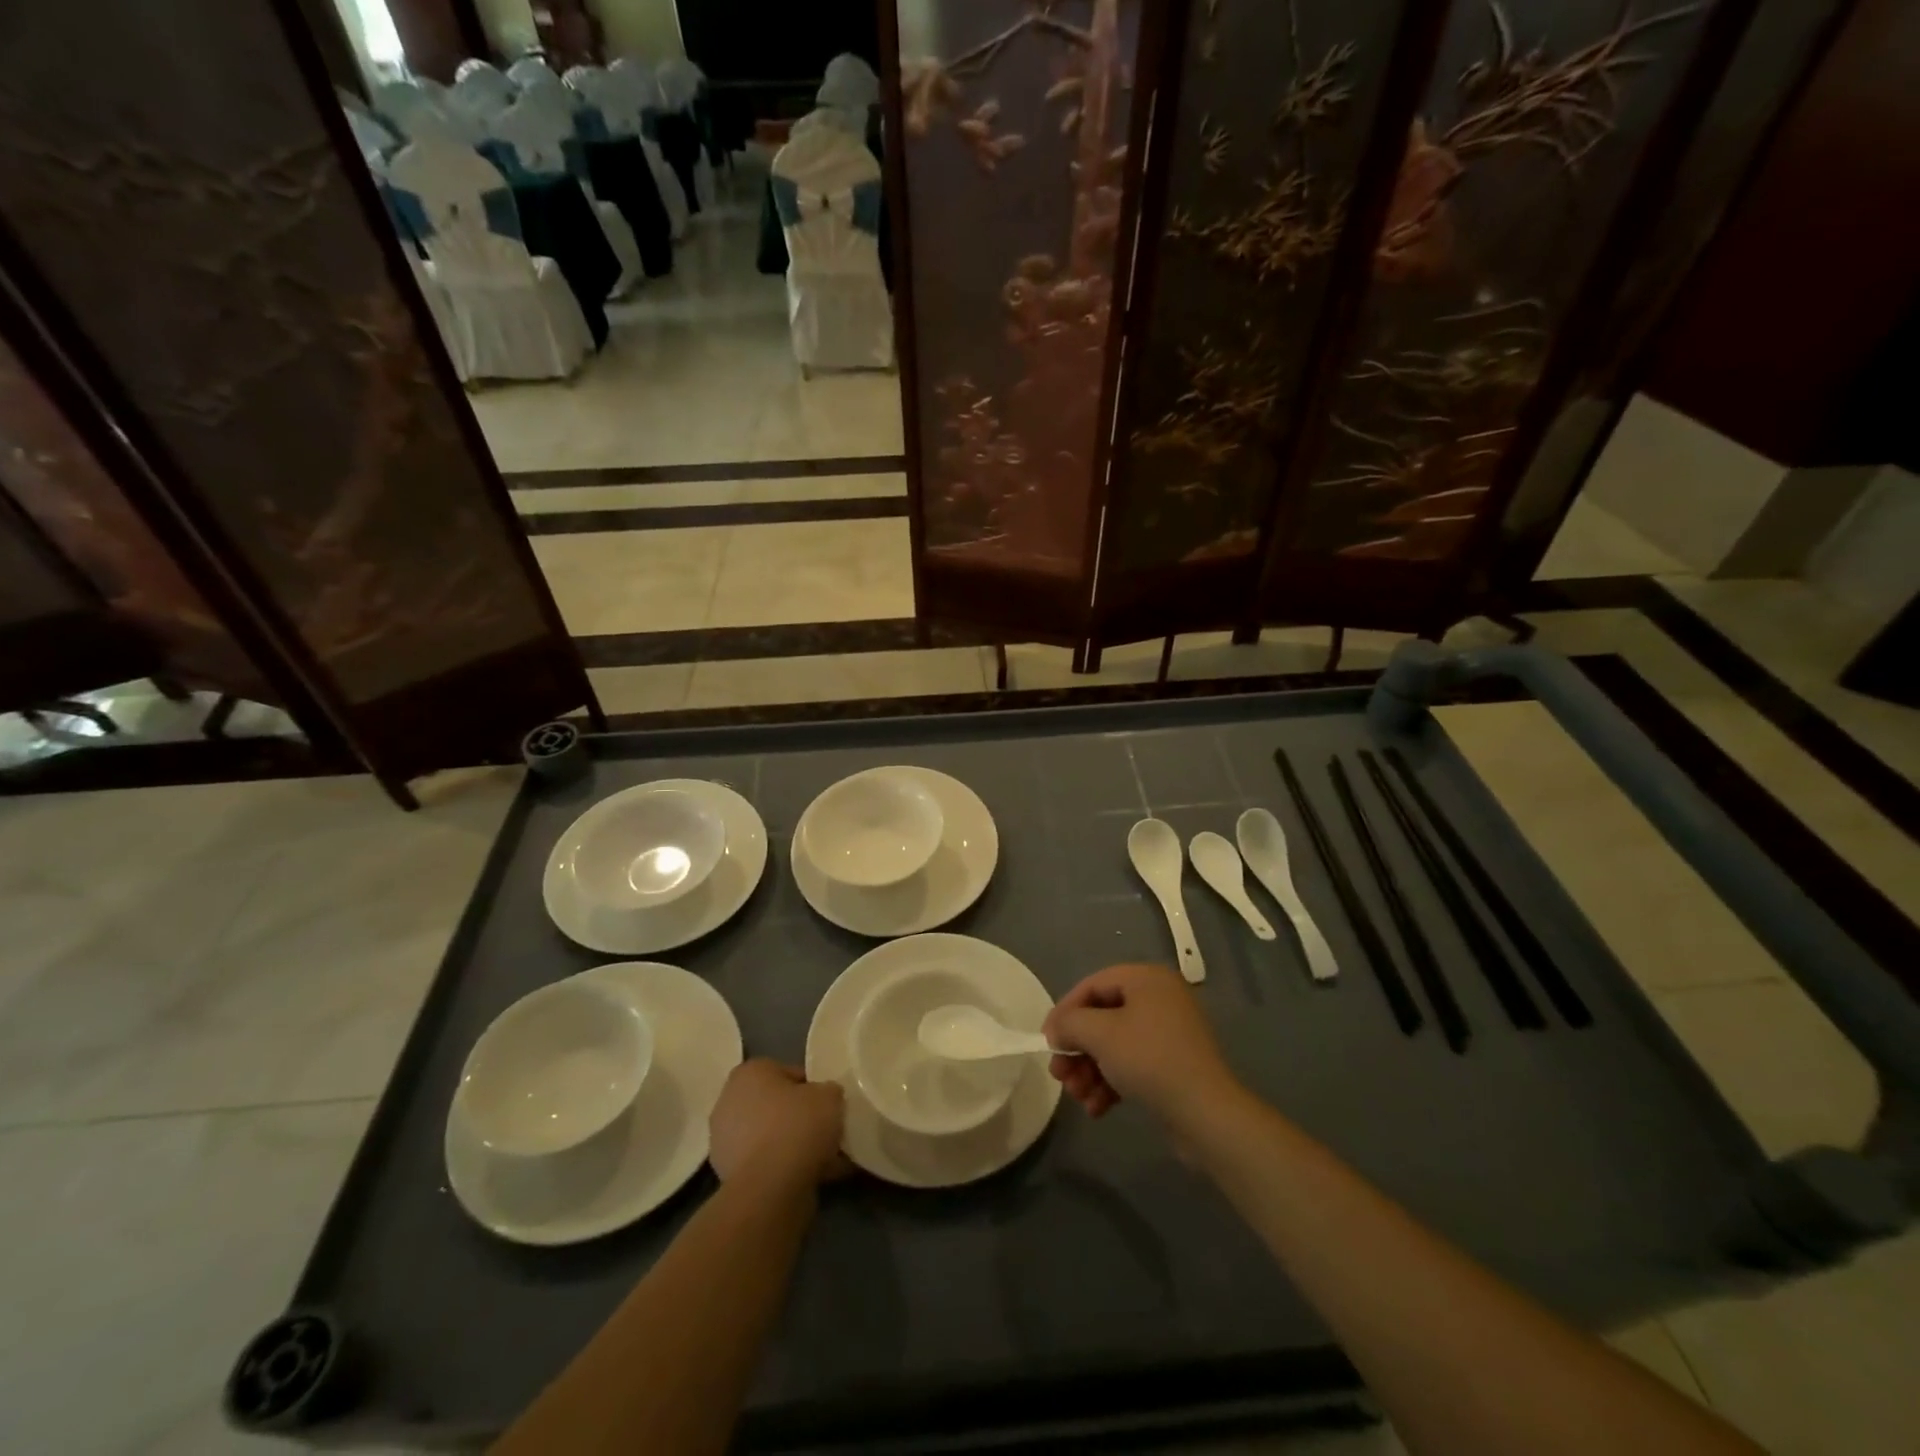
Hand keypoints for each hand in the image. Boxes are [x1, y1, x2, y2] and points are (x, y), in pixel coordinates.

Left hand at [708, 1060, 848, 1188]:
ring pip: (771, 1137)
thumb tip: (825, 1098)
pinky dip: (787, 1169)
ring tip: (828, 1158)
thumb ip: (828, 1091)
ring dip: (794, 1146)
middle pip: (775, 1106)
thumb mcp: (829, 1095)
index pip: (787, 1072)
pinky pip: (767, 1164)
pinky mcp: (729, 1177)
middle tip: (827, 1129)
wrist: (770, 1188)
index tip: (828, 1104)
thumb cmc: (797, 1126)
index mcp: (749, 1073)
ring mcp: (725, 1143)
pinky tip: (817, 1176)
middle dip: (800, 1118)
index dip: (812, 1087)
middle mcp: (729, 1102)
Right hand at [1043, 964, 1236, 1127]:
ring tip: (1077, 1096)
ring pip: (1115, 1045)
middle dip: (1077, 1048)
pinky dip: (1111, 1083)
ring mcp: (1169, 1033)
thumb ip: (1070, 1023)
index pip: (1093, 984)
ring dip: (1089, 1070)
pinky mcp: (1173, 1065)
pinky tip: (1097, 1109)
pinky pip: (1132, 1065)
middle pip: (1103, 1017)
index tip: (1046, 1040)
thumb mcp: (1100, 1034)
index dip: (1065, 1010)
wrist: (1206, 1114)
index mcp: (1146, 980)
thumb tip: (1057, 1030)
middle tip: (1058, 1074)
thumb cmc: (1150, 1060)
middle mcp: (1159, 999)